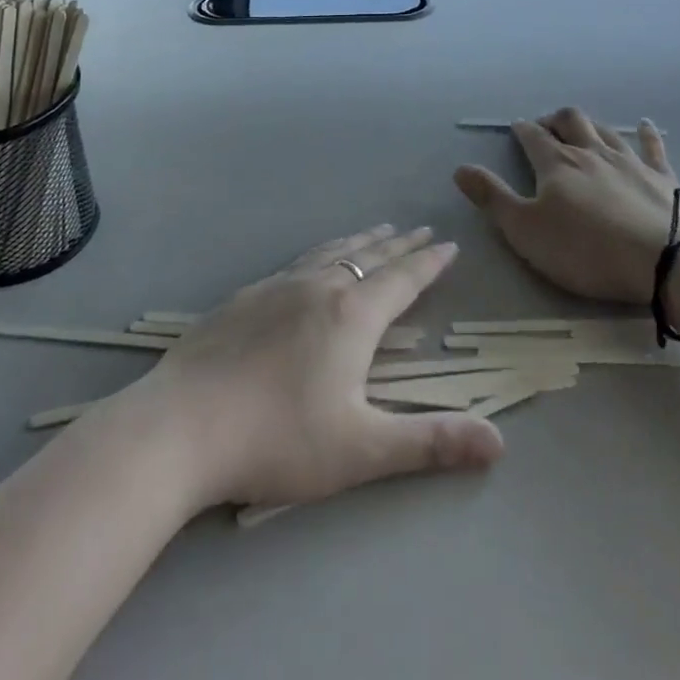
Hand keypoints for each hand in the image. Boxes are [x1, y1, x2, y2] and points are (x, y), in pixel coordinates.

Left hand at [119, 226, 504, 512]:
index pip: (403, 279)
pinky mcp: (242, 298)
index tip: (448, 244)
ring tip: (375, 232)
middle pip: (368, 256)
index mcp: (351, 315)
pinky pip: (296, 263)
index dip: (429, 263)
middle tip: (418, 230)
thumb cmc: (277, 439)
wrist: (179, 427)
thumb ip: (431, 443)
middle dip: (399, 244)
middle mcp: (318, 288)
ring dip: (360, 241)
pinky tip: (309, 264)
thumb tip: (500, 443)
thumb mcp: (361, 449)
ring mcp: (275, 288)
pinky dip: (320, 253)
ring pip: (330, 252)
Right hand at [453, 106, 679, 303]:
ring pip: (605, 130)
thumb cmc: (586, 250)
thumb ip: (492, 198)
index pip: (532, 137)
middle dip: (554, 119)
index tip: (515, 129)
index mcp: (556, 164)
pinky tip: (645, 125)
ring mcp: (630, 161)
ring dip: (590, 125)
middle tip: (545, 127)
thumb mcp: (525, 231)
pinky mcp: (663, 177)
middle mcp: (591, 152)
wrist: (664, 261)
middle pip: (570, 121)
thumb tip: (460, 168)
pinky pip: (652, 146)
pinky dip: (646, 133)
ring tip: (581, 128)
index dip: (521, 130)